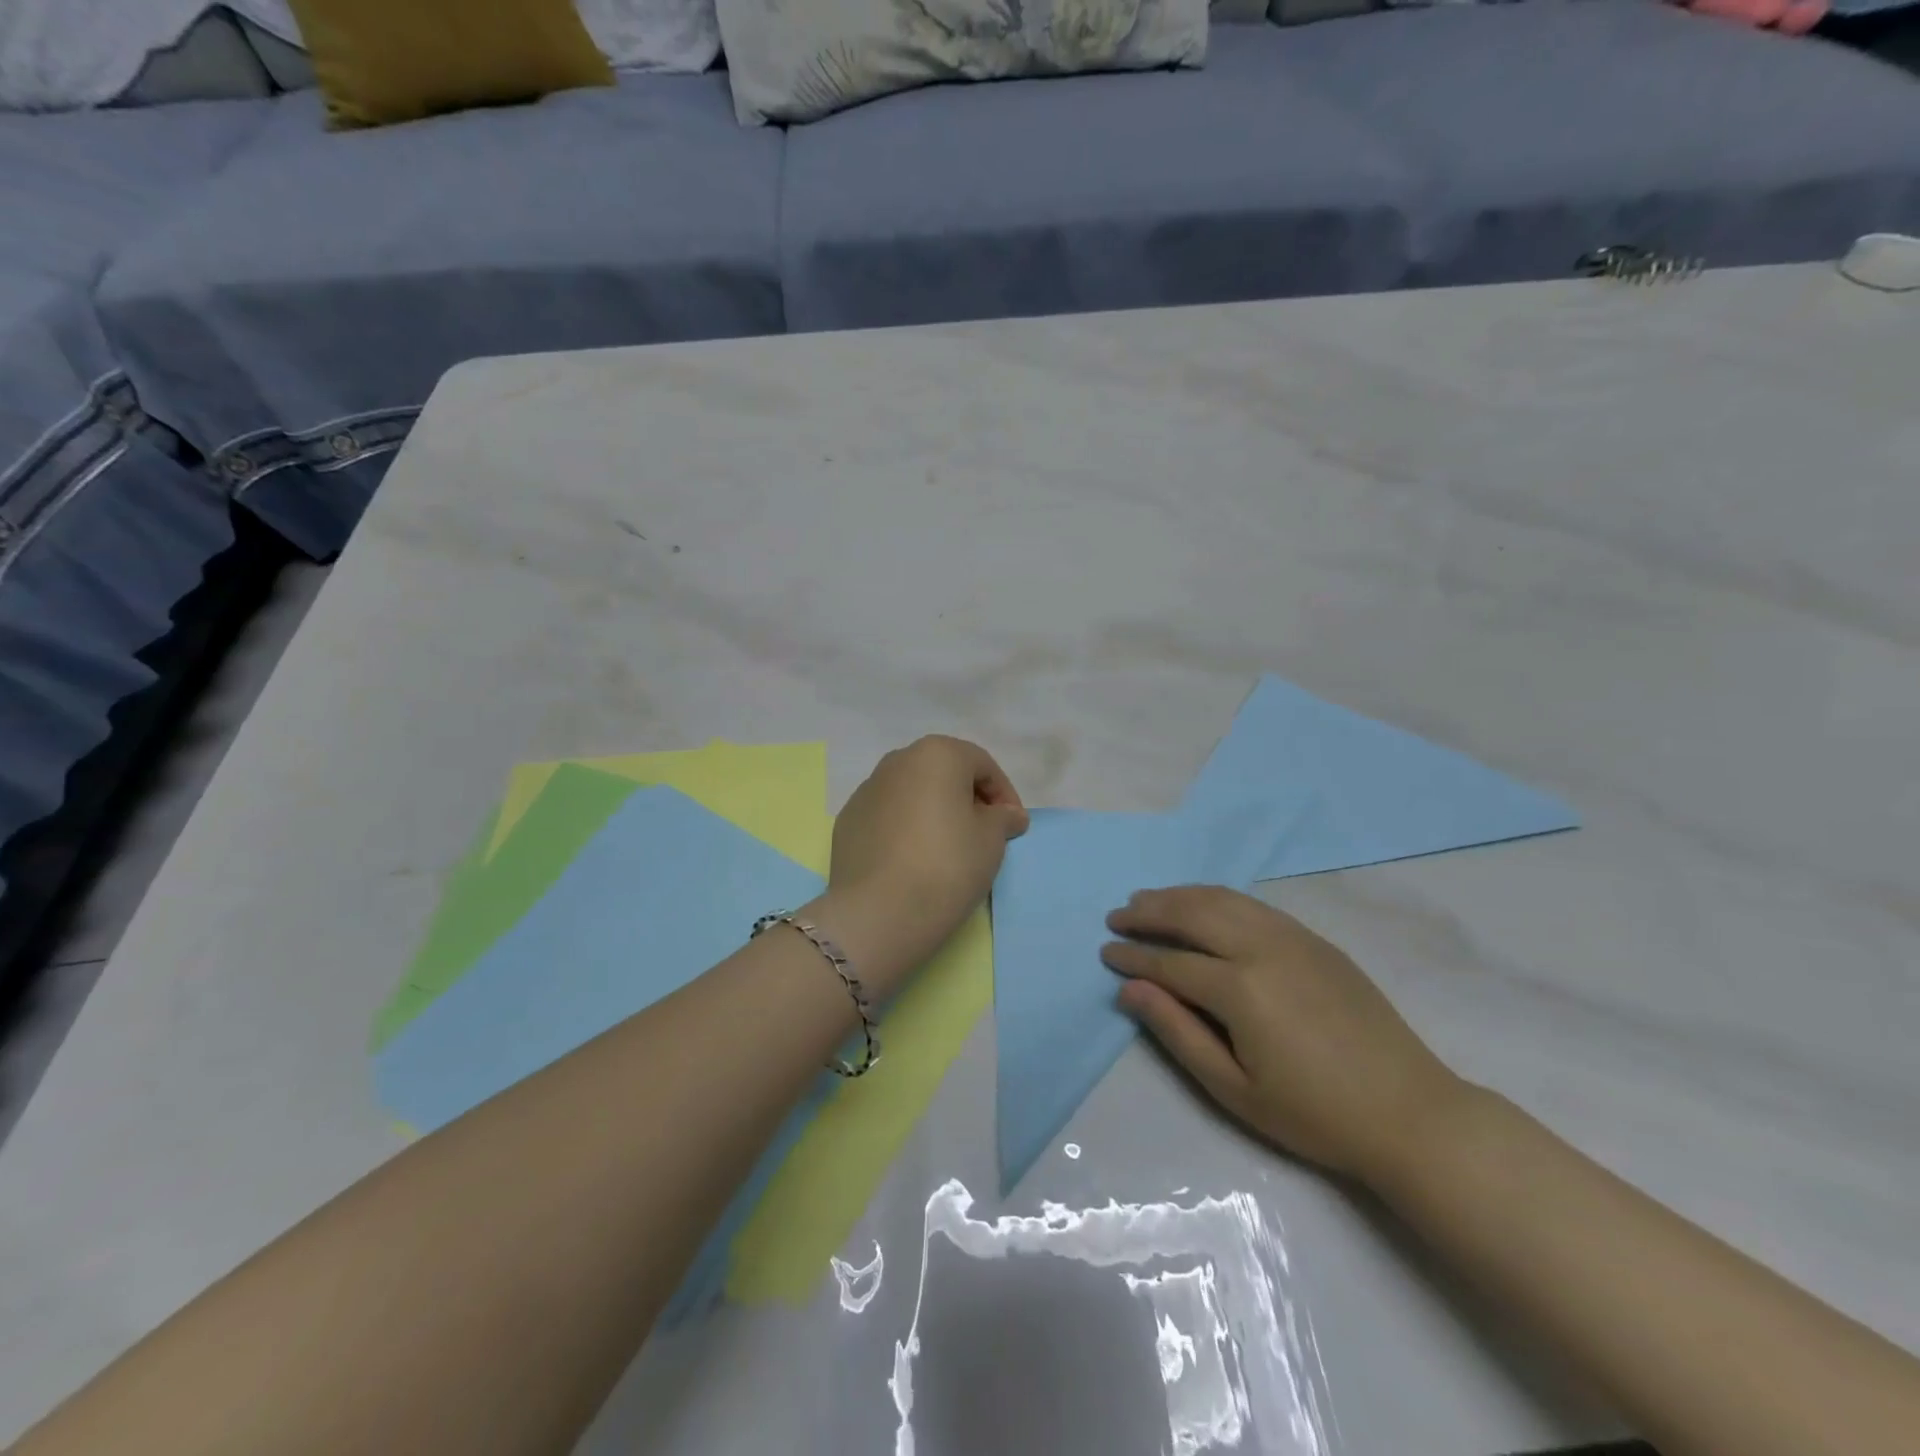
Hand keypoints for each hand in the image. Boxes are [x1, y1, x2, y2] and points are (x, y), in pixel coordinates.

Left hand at [826, 736, 1027, 981]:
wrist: (879, 912)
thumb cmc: (947, 865)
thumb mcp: (992, 840)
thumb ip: (1003, 817)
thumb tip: (1007, 814)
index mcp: (936, 754)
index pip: (982, 765)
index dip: (1004, 795)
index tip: (1013, 827)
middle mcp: (897, 761)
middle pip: (943, 773)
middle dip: (967, 798)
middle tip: (983, 834)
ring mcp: (866, 790)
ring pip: (912, 793)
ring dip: (934, 812)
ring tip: (947, 849)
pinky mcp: (847, 821)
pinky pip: (888, 817)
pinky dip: (905, 829)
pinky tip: (913, 861)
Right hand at [1103, 885, 1467, 1187]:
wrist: (1409, 1113)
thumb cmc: (1314, 1114)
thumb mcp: (1234, 1089)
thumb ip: (1177, 1033)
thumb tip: (1130, 990)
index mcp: (1241, 989)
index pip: (1171, 963)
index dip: (1134, 958)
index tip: (1106, 953)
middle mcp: (1263, 948)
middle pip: (1192, 914)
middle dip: (1148, 912)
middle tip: (1117, 917)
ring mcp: (1293, 937)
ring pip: (1222, 900)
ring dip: (1179, 896)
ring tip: (1148, 900)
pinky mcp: (1314, 939)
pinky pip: (1252, 905)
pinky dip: (1216, 898)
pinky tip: (1202, 905)